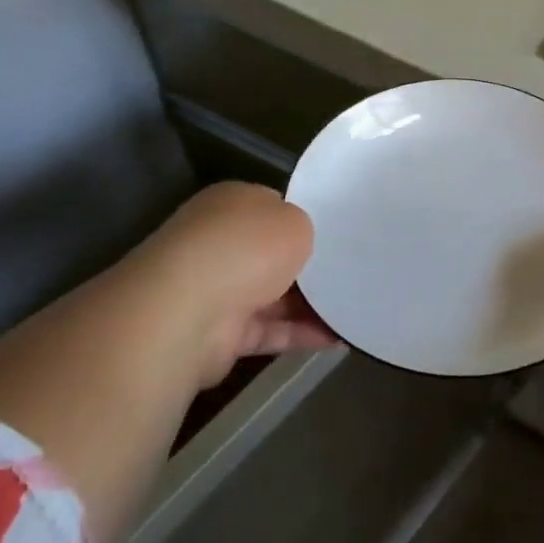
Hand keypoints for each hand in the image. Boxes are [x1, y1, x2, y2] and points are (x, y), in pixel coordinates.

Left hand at [130, 182, 335, 383]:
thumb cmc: (245, 248)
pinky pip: (269, 331)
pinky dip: (300, 335)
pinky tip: (338, 338)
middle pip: (273, 255)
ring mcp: (215, 290)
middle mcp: (218, 243)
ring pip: (273, 296)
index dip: (306, 220)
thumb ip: (304, 229)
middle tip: (353, 271)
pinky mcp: (218, 335)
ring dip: (311, 305)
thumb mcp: (295, 221)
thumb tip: (299, 244)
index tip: (339, 235)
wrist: (186, 312)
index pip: (274, 208)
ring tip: (356, 308)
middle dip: (309, 266)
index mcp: (231, 204)